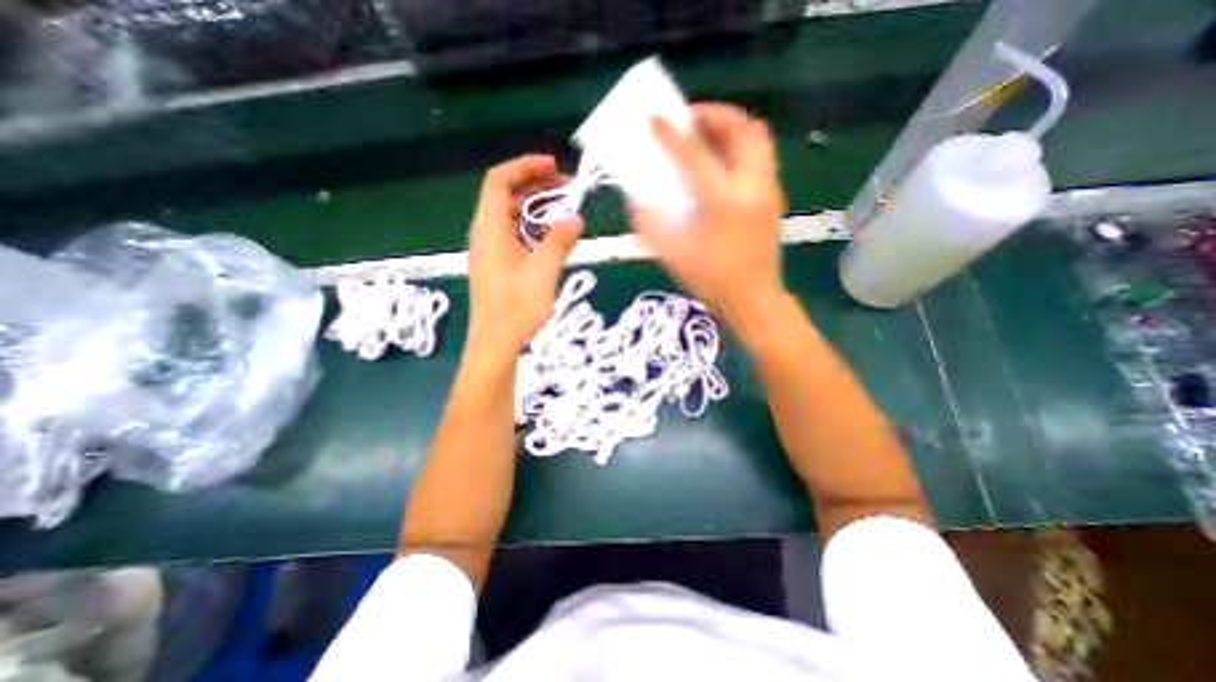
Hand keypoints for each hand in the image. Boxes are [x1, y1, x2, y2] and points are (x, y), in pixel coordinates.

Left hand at [466, 155, 580, 356]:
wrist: (495, 345)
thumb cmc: (516, 309)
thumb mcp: (543, 273)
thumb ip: (559, 242)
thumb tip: (575, 218)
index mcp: (490, 229)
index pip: (499, 181)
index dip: (524, 167)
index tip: (553, 166)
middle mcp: (485, 234)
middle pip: (504, 195)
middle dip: (534, 185)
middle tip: (565, 188)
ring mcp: (490, 251)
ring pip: (510, 216)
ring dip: (535, 208)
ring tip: (563, 210)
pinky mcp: (497, 265)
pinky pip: (513, 234)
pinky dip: (532, 227)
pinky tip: (551, 238)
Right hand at [633, 100, 795, 331]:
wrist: (754, 299)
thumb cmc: (713, 282)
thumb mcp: (675, 257)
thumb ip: (653, 226)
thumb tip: (637, 202)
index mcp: (724, 204)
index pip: (696, 157)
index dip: (672, 135)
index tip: (655, 118)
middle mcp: (752, 189)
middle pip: (744, 130)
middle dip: (715, 115)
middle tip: (689, 121)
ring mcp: (768, 191)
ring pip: (757, 139)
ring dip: (730, 128)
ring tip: (704, 136)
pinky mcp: (773, 198)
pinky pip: (759, 157)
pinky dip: (738, 148)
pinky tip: (718, 164)